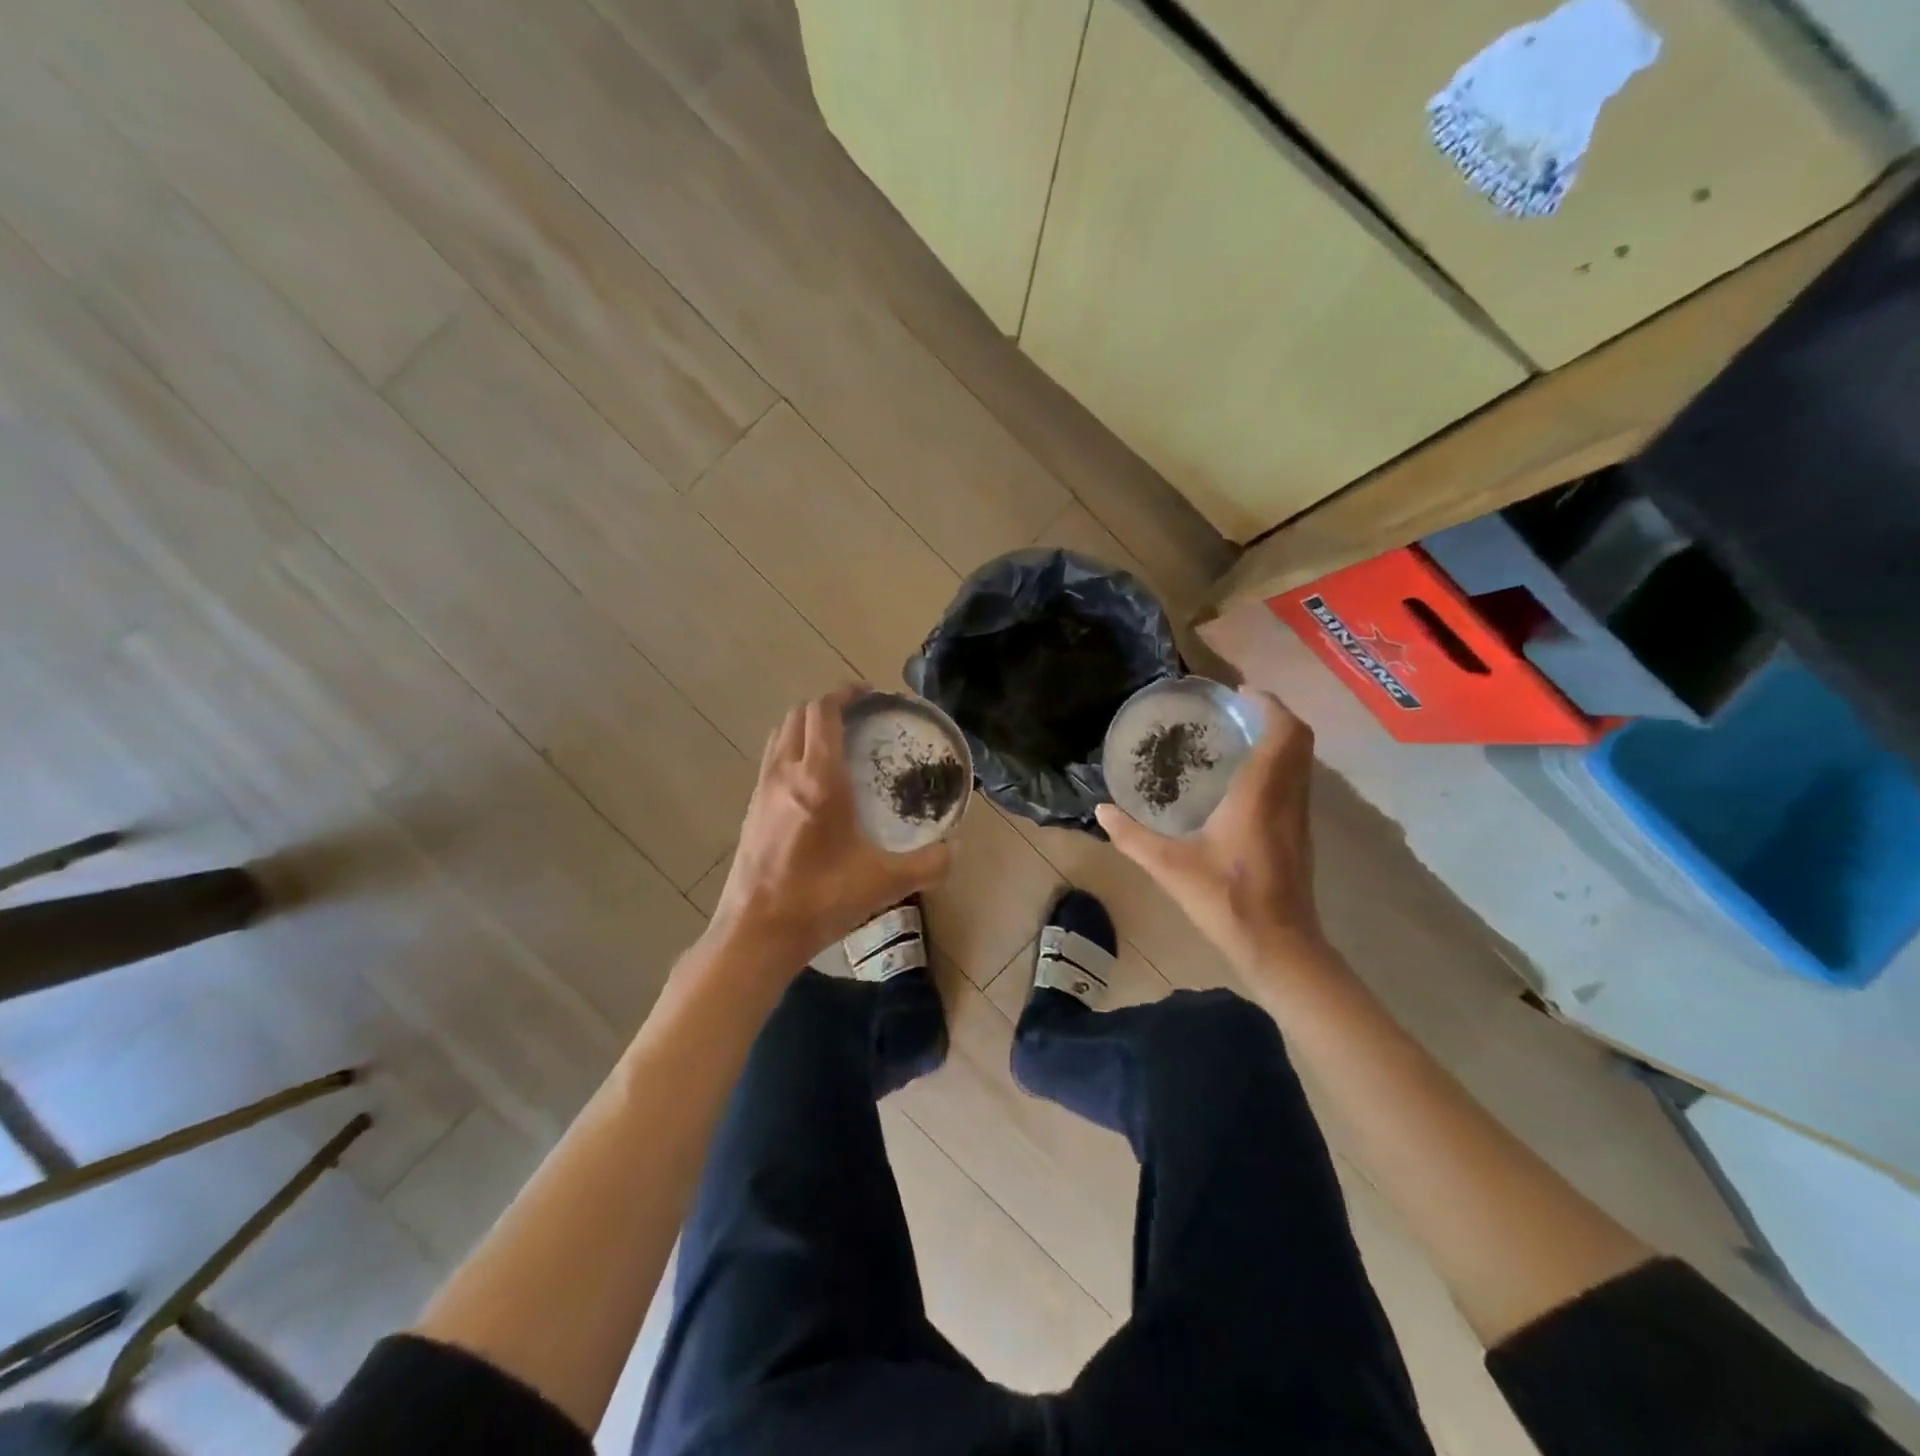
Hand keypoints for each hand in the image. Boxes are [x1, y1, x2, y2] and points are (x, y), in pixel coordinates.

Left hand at [709, 686, 953, 971]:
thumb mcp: (885, 882)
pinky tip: (813, 782)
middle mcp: (785, 772)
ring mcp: (762, 789)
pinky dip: (793, 751)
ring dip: (807, 726)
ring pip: (781, 735)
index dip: (846, 694)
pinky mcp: (751, 809)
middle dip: (828, 706)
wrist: (757, 931)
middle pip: (799, 715)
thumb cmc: (820, 898)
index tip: (871, 694)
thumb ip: (929, 864)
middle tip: (860, 717)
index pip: (824, 712)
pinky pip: (772, 760)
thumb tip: (955, 849)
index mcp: (817, 778)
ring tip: (836, 742)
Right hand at [1095, 692, 1328, 975]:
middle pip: (1299, 741)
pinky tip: (1244, 781)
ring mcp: (1299, 817)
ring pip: (1302, 762)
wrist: (1279, 946)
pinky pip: (1296, 782)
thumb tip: (1101, 810)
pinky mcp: (1300, 835)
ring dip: (1278, 740)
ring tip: (1237, 736)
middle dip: (1273, 716)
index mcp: (1260, 795)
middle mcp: (1288, 798)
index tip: (1237, 693)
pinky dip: (1279, 764)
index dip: (1267, 704)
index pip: (1283, 732)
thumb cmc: (1226, 900)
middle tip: (1234, 710)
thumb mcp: (1169, 867)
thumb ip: (1131, 837)